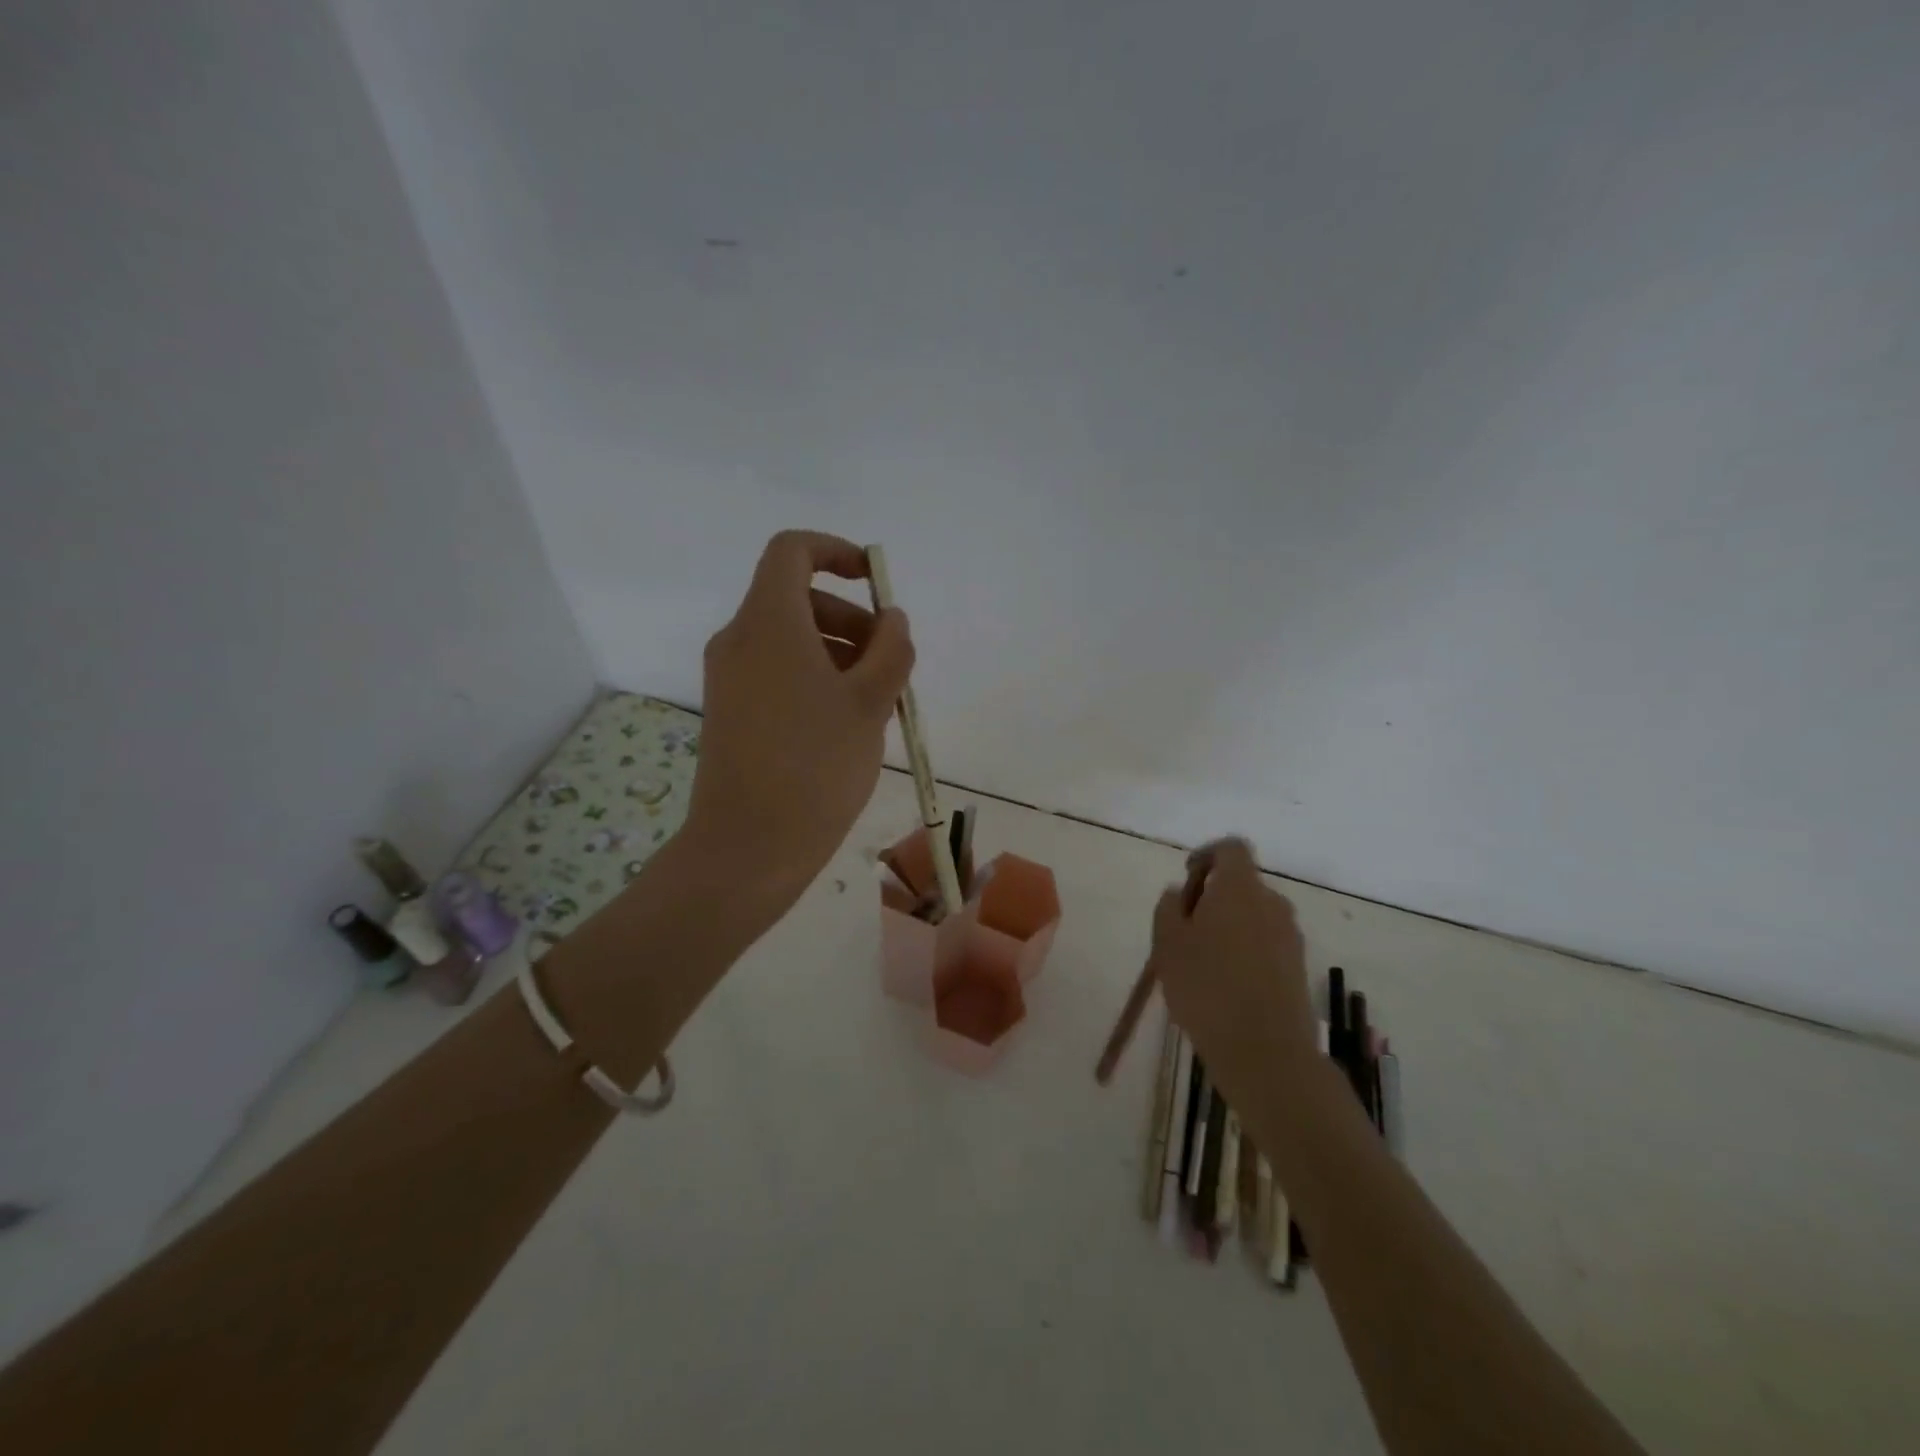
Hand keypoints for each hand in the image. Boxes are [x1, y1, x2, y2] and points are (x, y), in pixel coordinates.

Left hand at [685, 530, 914, 907]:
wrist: (748, 846)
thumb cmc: (816, 766)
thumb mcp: (870, 703)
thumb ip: (891, 650)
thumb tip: (892, 620)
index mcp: (769, 622)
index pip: (792, 551)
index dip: (837, 552)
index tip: (875, 583)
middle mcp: (740, 639)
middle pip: (796, 598)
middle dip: (851, 617)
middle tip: (889, 662)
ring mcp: (729, 678)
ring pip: (790, 639)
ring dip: (839, 652)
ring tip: (877, 701)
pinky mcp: (730, 711)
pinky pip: (777, 672)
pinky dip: (815, 678)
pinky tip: (846, 724)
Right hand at [1149, 838, 1319, 1115]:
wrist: (1266, 1052)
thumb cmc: (1207, 987)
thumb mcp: (1167, 943)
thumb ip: (1169, 908)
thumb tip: (1179, 893)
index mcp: (1241, 888)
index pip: (1231, 848)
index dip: (1206, 855)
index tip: (1186, 879)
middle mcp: (1272, 903)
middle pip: (1241, 884)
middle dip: (1212, 899)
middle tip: (1183, 931)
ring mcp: (1291, 937)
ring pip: (1253, 917)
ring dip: (1228, 927)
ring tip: (1200, 964)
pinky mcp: (1298, 968)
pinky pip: (1265, 944)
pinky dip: (1245, 952)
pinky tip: (1224, 986)